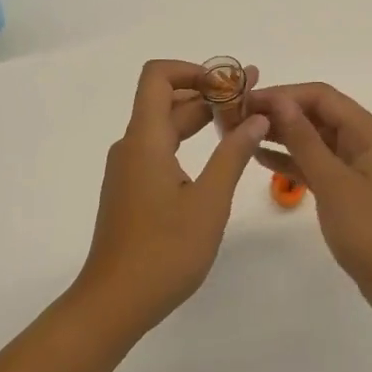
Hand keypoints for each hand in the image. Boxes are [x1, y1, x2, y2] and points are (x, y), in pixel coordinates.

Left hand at [73, 60, 270, 333]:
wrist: (114, 302)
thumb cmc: (164, 252)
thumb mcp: (209, 202)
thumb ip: (233, 154)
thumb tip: (256, 118)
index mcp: (145, 140)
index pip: (157, 76)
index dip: (193, 69)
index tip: (230, 84)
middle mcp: (132, 146)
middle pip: (166, 100)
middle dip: (208, 93)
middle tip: (253, 99)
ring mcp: (129, 169)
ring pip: (165, 127)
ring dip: (201, 119)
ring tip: (244, 123)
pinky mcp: (132, 190)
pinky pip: (160, 150)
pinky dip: (189, 143)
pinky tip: (218, 158)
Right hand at [247, 83, 371, 321]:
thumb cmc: (369, 230)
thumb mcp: (333, 182)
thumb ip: (304, 140)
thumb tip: (279, 101)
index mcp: (369, 132)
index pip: (321, 96)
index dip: (284, 94)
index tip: (246, 101)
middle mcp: (363, 140)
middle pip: (317, 113)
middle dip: (279, 112)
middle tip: (237, 117)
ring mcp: (354, 164)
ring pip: (313, 138)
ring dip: (281, 134)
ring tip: (241, 133)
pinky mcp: (345, 186)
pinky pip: (314, 162)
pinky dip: (290, 158)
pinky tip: (259, 157)